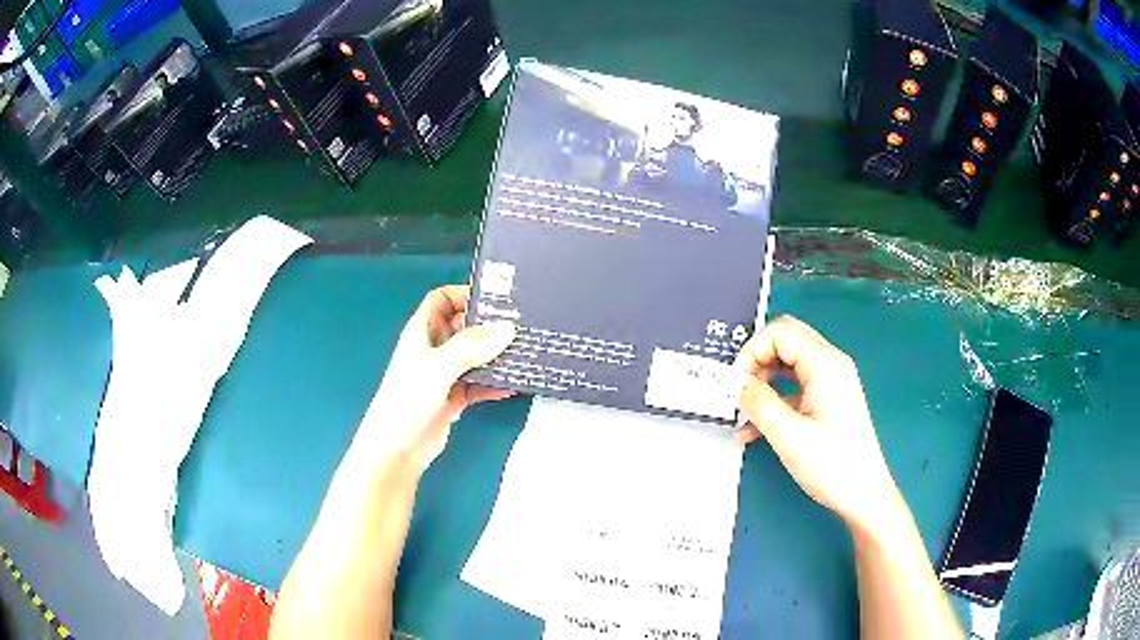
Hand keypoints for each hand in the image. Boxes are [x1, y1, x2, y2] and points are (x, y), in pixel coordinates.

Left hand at [358, 286, 515, 474]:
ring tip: (525, 353)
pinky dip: (493, 383)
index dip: (465, 294)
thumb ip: (473, 345)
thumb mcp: (440, 366)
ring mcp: (444, 373)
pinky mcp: (453, 397)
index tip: (496, 299)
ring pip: (474, 356)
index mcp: (423, 331)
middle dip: (489, 326)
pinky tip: (514, 385)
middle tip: (522, 326)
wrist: (397, 447)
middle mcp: (434, 348)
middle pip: (464, 327)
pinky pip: (478, 383)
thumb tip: (508, 328)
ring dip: (496, 355)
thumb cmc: (409, 397)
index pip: (443, 299)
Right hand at [735, 317, 901, 533]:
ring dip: (764, 381)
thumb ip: (759, 403)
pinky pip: (797, 387)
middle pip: (786, 341)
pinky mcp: (830, 400)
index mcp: (825, 364)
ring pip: (790, 364)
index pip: (780, 332)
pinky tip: (756, 429)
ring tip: (744, 412)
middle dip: (757, 361)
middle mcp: (831, 364)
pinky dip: (776, 399)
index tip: (735, 383)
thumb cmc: (831, 464)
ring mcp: (833, 382)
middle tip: (738, 392)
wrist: (864, 494)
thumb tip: (738, 384)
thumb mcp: (788, 435)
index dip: (752, 351)